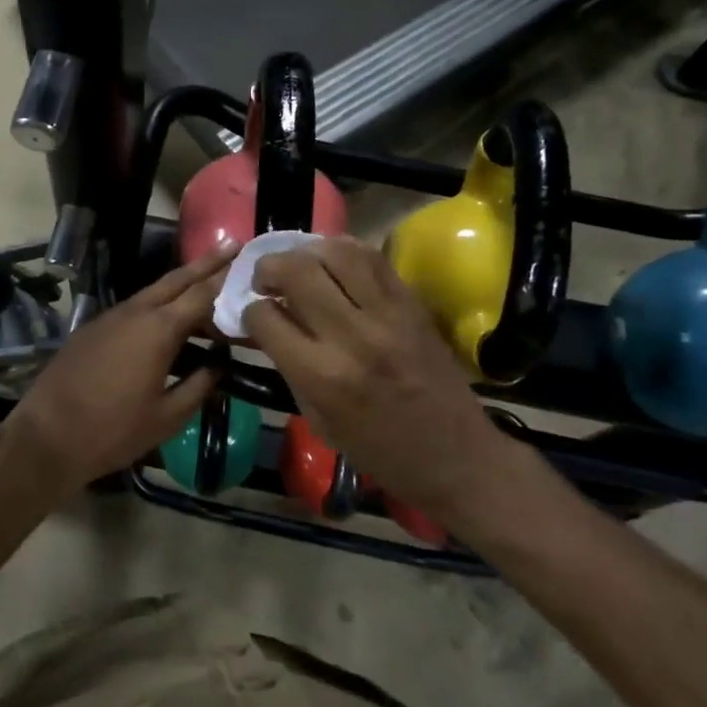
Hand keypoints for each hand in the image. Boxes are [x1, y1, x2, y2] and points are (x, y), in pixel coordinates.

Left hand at [0, 244, 234, 491]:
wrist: (46, 436)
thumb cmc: (113, 430)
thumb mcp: (167, 417)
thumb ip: (198, 387)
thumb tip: (218, 366)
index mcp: (158, 329)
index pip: (203, 294)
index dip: (228, 279)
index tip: (250, 264)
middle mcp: (136, 312)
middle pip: (178, 279)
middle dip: (207, 262)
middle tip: (233, 245)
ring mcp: (111, 317)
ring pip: (155, 291)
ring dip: (182, 284)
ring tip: (207, 281)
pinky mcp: (94, 328)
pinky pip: (136, 308)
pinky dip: (159, 304)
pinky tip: (169, 319)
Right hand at [243, 237, 530, 523]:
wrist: (455, 455)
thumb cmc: (379, 451)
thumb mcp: (318, 420)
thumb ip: (289, 367)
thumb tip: (267, 325)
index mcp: (322, 375)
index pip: (266, 318)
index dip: (250, 312)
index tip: (252, 313)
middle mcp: (352, 335)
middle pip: (297, 272)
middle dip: (269, 268)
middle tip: (265, 279)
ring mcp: (387, 314)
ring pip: (336, 253)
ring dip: (306, 251)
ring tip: (298, 264)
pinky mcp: (412, 304)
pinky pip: (373, 258)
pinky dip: (344, 250)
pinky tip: (332, 261)